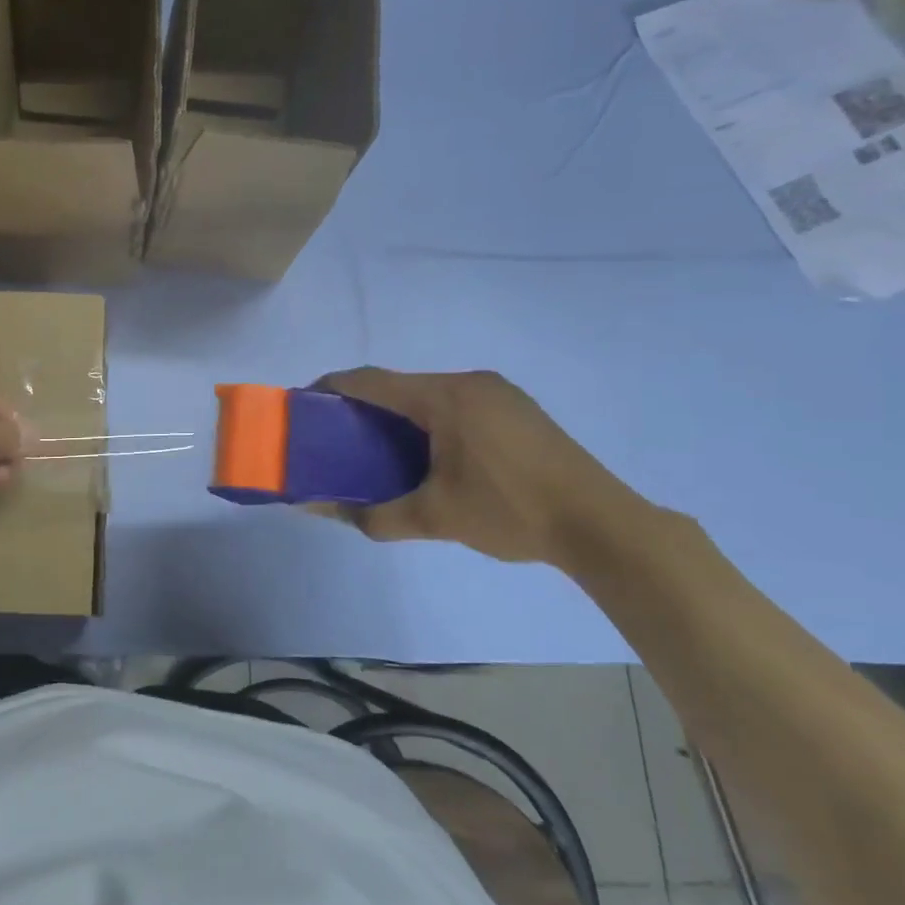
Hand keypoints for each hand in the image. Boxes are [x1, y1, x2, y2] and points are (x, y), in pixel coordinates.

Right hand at [309, 369, 649, 567]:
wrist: (601, 524)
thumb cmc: (510, 512)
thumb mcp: (434, 518)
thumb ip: (373, 515)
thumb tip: (320, 512)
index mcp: (446, 397)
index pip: (372, 381)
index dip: (333, 387)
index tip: (303, 403)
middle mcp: (470, 382)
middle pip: (400, 385)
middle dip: (363, 406)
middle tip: (335, 436)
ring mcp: (499, 393)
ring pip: (429, 394)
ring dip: (397, 414)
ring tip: (375, 447)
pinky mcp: (517, 409)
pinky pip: (456, 404)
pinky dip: (428, 420)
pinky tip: (426, 453)